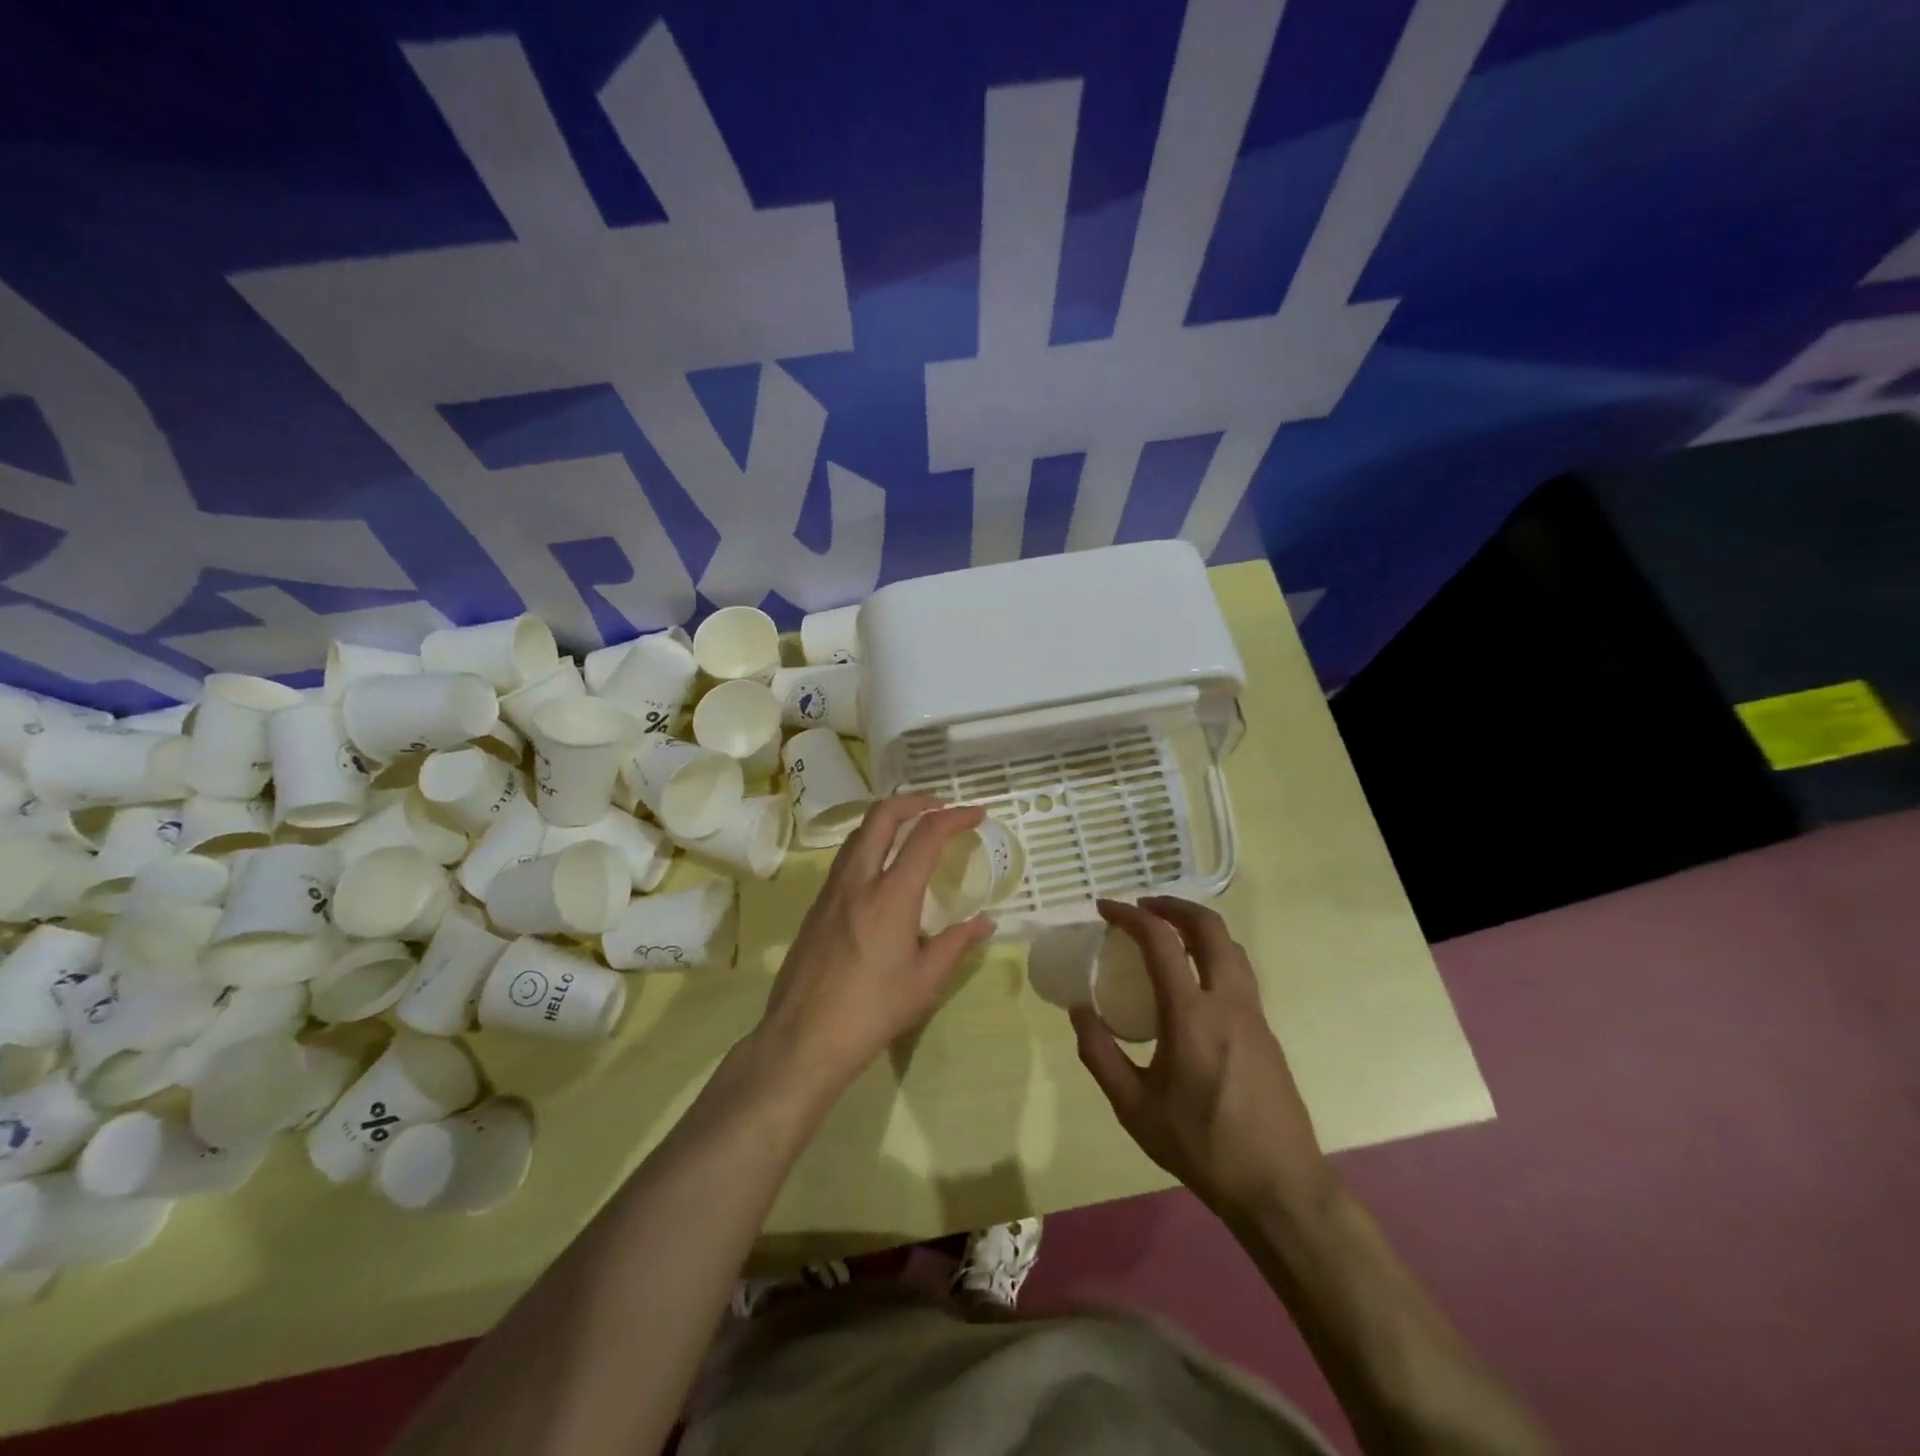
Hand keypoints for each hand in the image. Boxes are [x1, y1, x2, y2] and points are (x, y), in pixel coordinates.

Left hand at [751, 796, 995, 1104]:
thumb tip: (985, 923)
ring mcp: (832, 890)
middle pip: (882, 815)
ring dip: (889, 819)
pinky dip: (870, 843)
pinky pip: (846, 857)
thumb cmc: (872, 1011)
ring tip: (914, 831)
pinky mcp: (817, 905)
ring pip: (859, 832)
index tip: (976, 814)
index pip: (926, 835)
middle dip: (915, 801)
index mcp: (891, 895)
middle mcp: (858, 880)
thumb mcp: (925, 982)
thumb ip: (956, 944)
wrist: (803, 1037)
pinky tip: (883, 869)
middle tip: (941, 808)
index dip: (954, 817)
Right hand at [1073, 897, 1333, 1220]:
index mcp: (1191, 1015)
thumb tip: (1078, 1011)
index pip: (1161, 942)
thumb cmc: (1202, 1146)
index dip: (1130, 916)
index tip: (1105, 908)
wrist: (1280, 1187)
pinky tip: (1194, 978)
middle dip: (1173, 905)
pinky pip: (1239, 971)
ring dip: (1197, 926)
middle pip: (1208, 927)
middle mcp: (1227, 1002)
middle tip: (1142, 907)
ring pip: (1231, 946)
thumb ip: (1100, 1055)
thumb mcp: (1135, 1109)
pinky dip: (1213, 952)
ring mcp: (1254, 1014)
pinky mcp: (1266, 1030)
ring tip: (1168, 932)